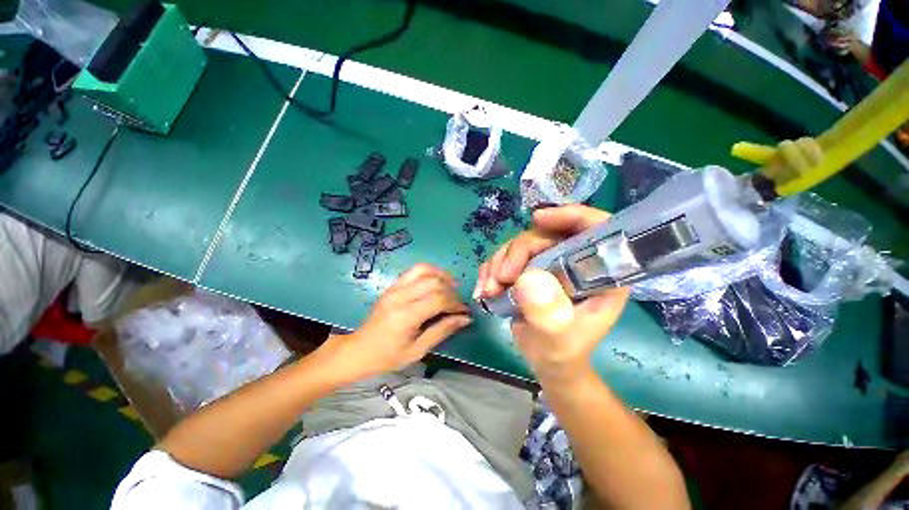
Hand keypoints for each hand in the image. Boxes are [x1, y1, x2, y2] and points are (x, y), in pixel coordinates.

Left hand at [321, 264, 470, 381]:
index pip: (438, 300)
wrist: (359, 350)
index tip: (465, 312)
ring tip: (451, 287)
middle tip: (458, 303)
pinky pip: (414, 270)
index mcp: (405, 316)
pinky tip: (437, 281)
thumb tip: (465, 318)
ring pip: (424, 270)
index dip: (455, 304)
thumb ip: (442, 330)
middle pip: (434, 283)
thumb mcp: (417, 350)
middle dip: (451, 291)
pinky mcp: (393, 285)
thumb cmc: (388, 356)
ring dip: (442, 276)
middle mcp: (400, 297)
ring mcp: (395, 288)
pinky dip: (430, 272)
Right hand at [474, 205, 629, 382]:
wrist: (546, 360)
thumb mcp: (558, 339)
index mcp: (601, 273)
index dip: (570, 215)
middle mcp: (575, 261)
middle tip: (500, 278)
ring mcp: (550, 264)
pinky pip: (506, 257)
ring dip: (499, 264)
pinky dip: (492, 269)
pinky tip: (485, 289)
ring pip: (521, 245)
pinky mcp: (529, 269)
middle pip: (546, 235)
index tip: (538, 219)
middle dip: (517, 253)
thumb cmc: (561, 351)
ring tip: (489, 290)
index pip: (595, 229)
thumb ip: (549, 314)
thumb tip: (527, 279)